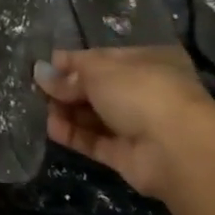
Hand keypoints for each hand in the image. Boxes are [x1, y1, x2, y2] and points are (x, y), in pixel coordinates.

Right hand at [33, 46, 214, 196]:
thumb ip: (69, 74)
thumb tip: (41, 72)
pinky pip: (96, 141)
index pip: (104, 58)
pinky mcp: (129, 156)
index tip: (46, 65)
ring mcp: (139, 126)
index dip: (74, 62)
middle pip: (99, 88)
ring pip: (96, 116)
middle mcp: (145, 92)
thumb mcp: (99, 71)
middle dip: (68, 88)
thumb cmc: (140, 92)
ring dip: (68, 112)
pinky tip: (51, 128)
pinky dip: (74, 135)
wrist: (176, 149)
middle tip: (38, 88)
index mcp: (147, 61)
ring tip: (41, 108)